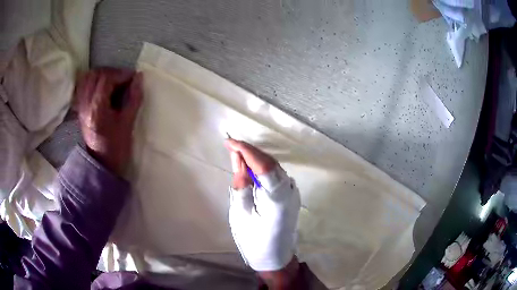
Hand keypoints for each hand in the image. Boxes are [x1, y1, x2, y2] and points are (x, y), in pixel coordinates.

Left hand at [76, 68, 142, 175]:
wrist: (101, 164)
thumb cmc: (116, 147)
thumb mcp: (128, 123)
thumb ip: (134, 98)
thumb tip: (139, 77)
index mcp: (97, 108)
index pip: (106, 78)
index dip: (121, 74)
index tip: (133, 78)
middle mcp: (85, 103)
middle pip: (96, 74)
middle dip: (112, 72)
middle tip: (123, 80)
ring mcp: (81, 105)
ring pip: (88, 78)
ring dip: (101, 75)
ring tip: (113, 82)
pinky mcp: (80, 108)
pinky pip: (83, 86)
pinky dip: (93, 81)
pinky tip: (101, 87)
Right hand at [225, 139, 300, 288]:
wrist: (275, 257)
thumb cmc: (254, 240)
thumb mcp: (241, 215)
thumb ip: (241, 187)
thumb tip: (239, 163)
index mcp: (277, 199)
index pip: (263, 165)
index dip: (246, 150)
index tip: (230, 142)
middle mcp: (289, 191)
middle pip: (270, 163)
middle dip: (250, 152)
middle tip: (231, 145)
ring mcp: (292, 193)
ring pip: (274, 167)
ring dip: (256, 159)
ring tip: (237, 154)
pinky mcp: (290, 195)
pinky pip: (275, 175)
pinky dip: (262, 168)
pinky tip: (250, 167)